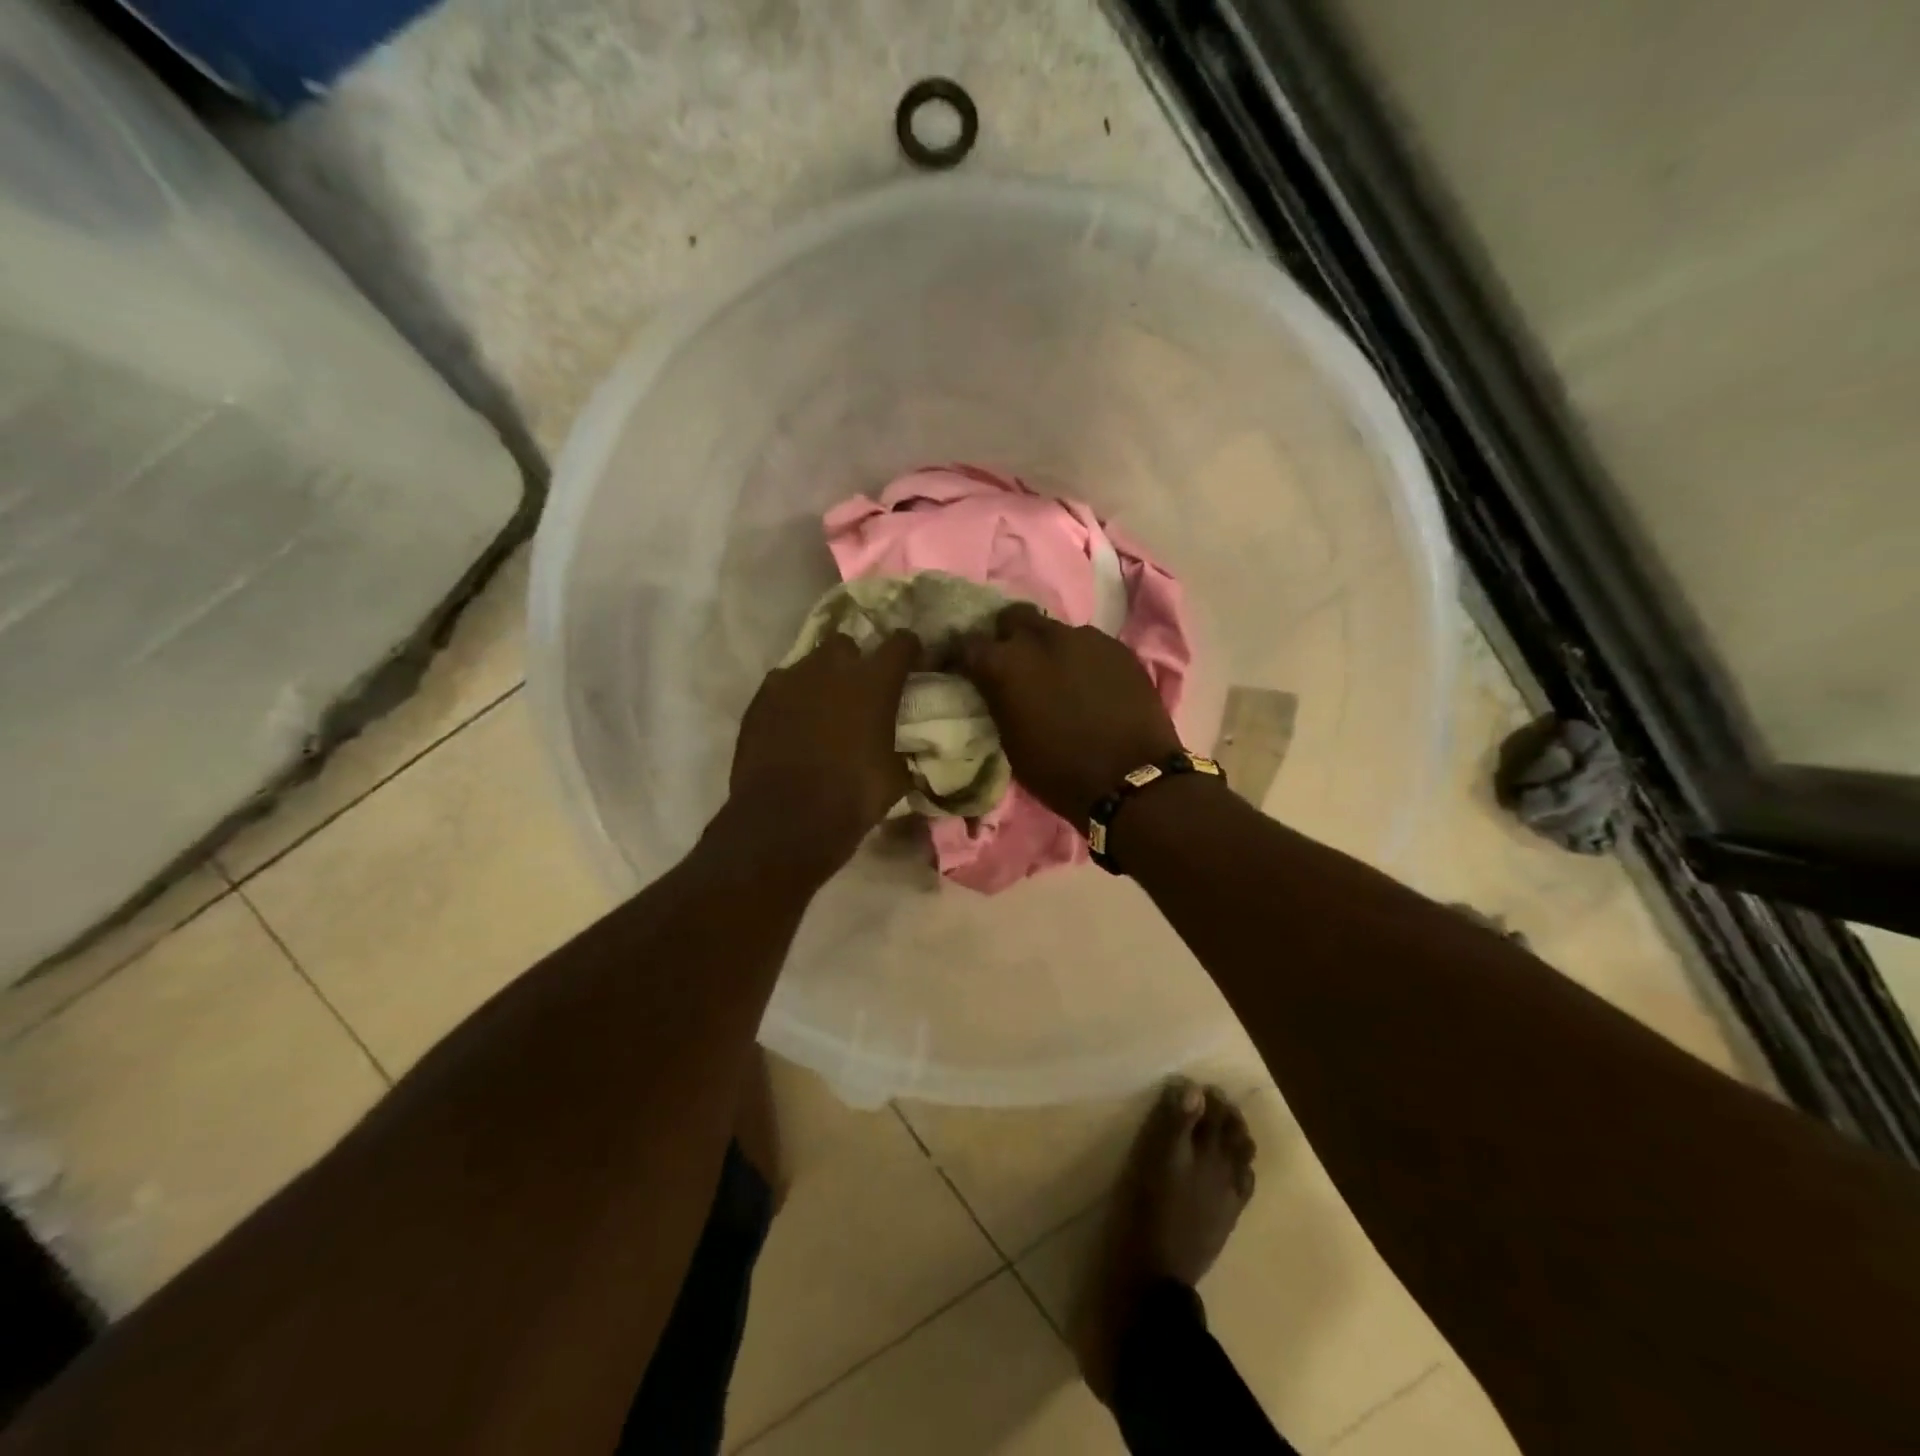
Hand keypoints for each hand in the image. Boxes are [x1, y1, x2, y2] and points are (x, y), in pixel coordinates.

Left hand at [729, 629, 917, 873]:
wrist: (786, 818)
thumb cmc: (853, 796)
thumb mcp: (895, 777)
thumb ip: (899, 750)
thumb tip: (902, 752)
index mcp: (874, 682)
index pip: (901, 642)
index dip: (908, 650)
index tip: (911, 662)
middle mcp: (831, 668)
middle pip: (846, 644)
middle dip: (854, 662)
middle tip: (858, 691)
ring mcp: (789, 680)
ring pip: (809, 664)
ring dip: (820, 681)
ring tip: (822, 710)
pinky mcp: (759, 699)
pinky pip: (781, 688)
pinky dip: (790, 700)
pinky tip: (792, 726)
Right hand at [958, 603, 1181, 822]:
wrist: (1131, 779)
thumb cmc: (1059, 772)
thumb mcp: (1011, 741)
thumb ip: (998, 701)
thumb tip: (993, 687)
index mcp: (1006, 664)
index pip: (967, 644)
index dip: (961, 656)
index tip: (962, 668)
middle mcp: (1042, 638)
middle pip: (1013, 617)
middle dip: (1007, 635)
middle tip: (1012, 663)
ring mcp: (1084, 638)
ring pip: (1054, 629)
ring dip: (1047, 648)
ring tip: (1055, 675)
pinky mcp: (1117, 647)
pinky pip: (1088, 644)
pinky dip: (1080, 659)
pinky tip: (1087, 683)